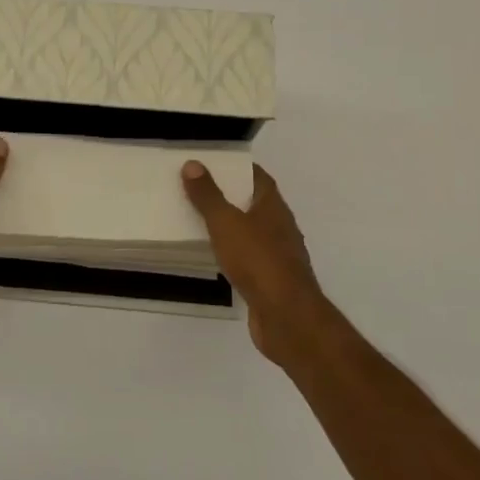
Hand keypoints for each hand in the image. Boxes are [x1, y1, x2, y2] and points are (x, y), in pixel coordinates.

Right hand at [182, 162, 333, 364]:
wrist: (286, 315)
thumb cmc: (258, 261)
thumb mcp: (226, 223)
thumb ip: (208, 195)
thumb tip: (193, 164)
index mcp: (273, 207)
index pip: (259, 177)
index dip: (239, 168)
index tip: (214, 164)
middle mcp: (281, 227)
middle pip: (255, 204)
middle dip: (231, 196)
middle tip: (199, 190)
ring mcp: (279, 256)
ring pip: (252, 232)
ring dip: (232, 226)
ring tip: (200, 221)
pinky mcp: (272, 281)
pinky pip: (249, 258)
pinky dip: (233, 253)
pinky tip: (215, 257)